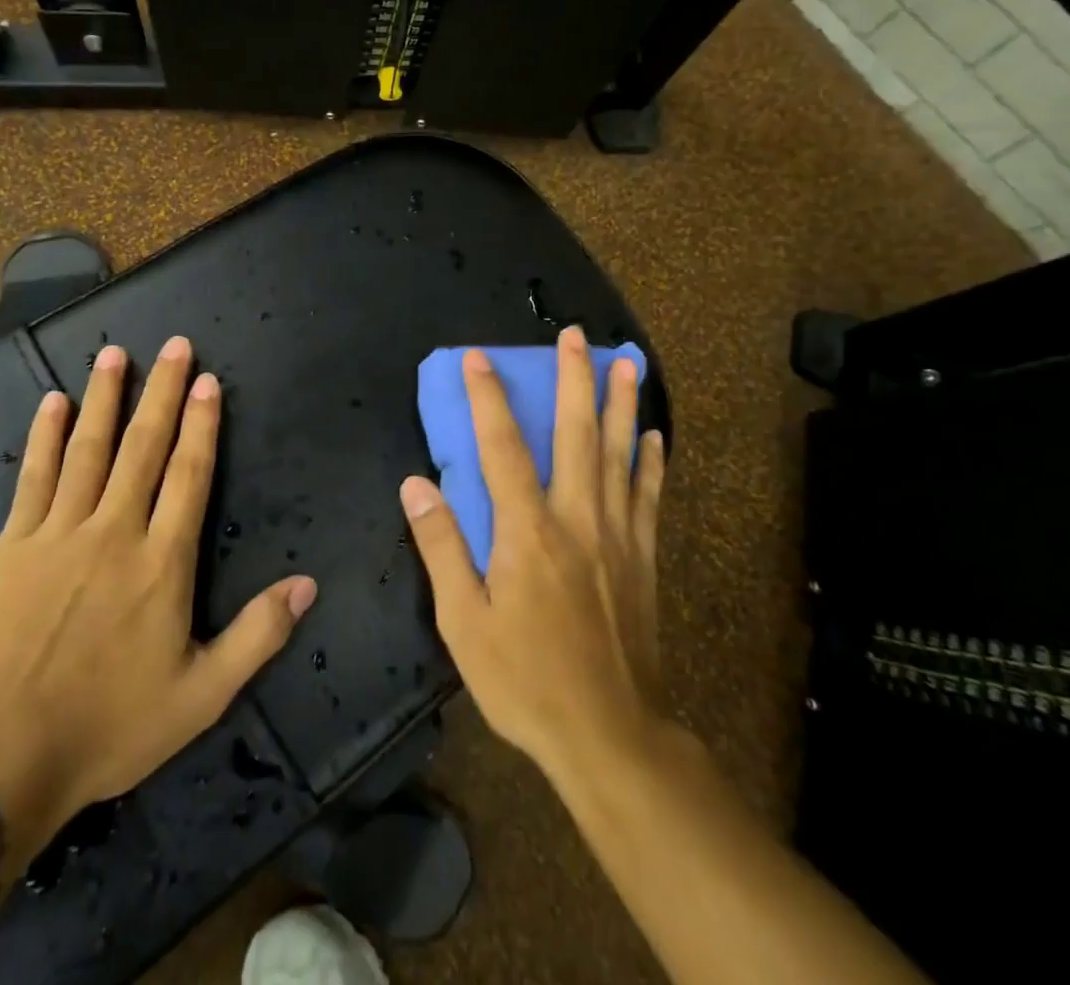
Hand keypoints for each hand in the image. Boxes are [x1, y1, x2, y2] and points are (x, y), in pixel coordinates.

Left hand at [0, 337, 318, 867]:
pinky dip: (46, 436)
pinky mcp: (15, 546)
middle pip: (144, 447)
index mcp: (163, 562)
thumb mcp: (203, 694)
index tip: (207, 381)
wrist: (4, 759)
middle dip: (162, 392)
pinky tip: (53, 402)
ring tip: (116, 352)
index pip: (190, 474)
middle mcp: (115, 531)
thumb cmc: (111, 725)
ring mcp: (60, 533)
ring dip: (106, 397)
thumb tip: (309, 583)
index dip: (201, 424)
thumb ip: (259, 634)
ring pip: (90, 449)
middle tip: (174, 345)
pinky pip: (35, 477)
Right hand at [399, 326, 666, 781]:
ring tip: (627, 361)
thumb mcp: (463, 622)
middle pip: (576, 433)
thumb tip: (416, 484)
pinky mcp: (643, 558)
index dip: (489, 398)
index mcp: (527, 531)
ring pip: (620, 454)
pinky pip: (649, 496)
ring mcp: (617, 535)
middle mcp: (576, 518)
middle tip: (576, 335)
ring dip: (620, 403)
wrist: (610, 735)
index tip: (479, 357)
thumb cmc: (525, 679)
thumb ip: (441, 546)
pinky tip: (653, 433)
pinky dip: (651, 460)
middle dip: (574, 378)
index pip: (503, 447)